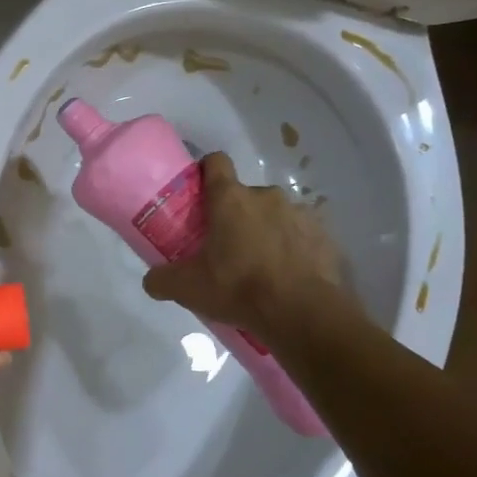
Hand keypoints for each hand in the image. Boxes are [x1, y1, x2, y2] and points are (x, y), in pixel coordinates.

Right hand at [142, 152, 347, 336]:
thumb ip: (161, 279)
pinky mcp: (325, 237)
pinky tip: (287, 277)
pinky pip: (302, 237)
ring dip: (266, 232)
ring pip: (275, 216)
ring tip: (260, 267)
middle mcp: (267, 196)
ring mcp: (300, 214)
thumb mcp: (187, 288)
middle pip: (245, 196)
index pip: (216, 163)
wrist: (303, 313)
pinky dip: (293, 250)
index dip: (206, 171)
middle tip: (226, 248)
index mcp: (230, 199)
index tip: (199, 192)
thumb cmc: (238, 288)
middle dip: (235, 216)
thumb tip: (151, 280)